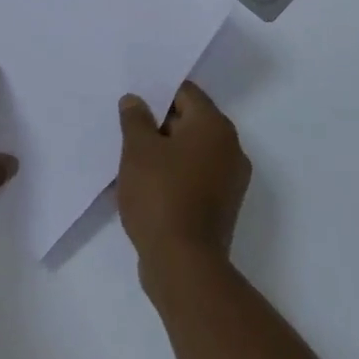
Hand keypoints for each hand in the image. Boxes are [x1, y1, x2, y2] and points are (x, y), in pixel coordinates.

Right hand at [117, 82, 251, 282]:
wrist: (184, 265)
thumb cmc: (161, 196)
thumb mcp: (138, 150)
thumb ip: (135, 118)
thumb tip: (136, 100)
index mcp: (214, 126)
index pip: (185, 93)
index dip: (157, 93)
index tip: (133, 103)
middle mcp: (230, 147)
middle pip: (190, 121)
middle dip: (159, 124)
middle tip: (128, 131)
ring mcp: (230, 180)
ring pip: (192, 151)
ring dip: (165, 152)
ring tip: (133, 160)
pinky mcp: (222, 206)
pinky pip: (195, 176)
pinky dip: (175, 175)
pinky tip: (147, 186)